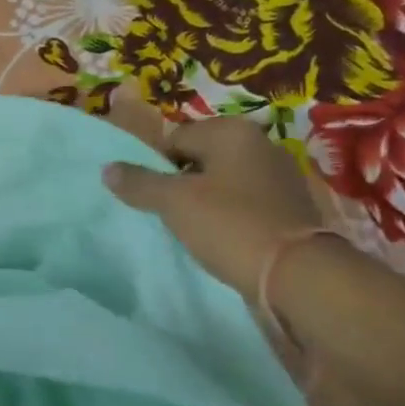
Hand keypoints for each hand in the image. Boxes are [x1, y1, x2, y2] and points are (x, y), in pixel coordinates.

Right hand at [104, 117, 325, 300]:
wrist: (296, 274)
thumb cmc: (230, 226)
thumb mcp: (175, 203)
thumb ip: (139, 183)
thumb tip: (108, 168)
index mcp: (232, 131)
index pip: (176, 137)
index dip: (156, 166)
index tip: (150, 197)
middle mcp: (261, 144)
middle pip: (201, 158)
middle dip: (182, 183)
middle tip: (169, 215)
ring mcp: (281, 176)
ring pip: (225, 182)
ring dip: (206, 201)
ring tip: (194, 231)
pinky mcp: (291, 207)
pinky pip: (247, 204)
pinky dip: (231, 216)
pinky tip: (223, 239)